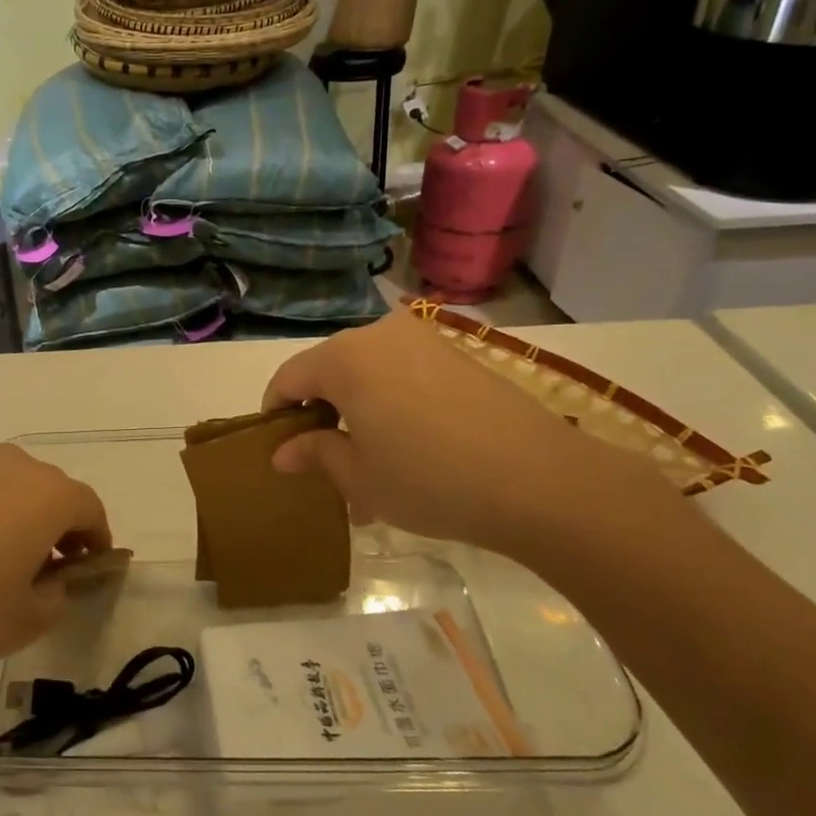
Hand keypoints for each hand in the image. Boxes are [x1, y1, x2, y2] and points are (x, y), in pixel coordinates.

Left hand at [0, 444, 111, 679]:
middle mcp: (9, 467)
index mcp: (45, 495)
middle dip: (56, 529)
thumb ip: (55, 598)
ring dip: (13, 522)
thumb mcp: (22, 621)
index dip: (97, 541)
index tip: (90, 569)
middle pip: (49, 493)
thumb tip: (53, 581)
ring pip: (5, 491)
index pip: (90, 509)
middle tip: (43, 572)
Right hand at [263, 309, 675, 561]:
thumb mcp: (358, 477)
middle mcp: (380, 334)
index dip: (276, 413)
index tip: (277, 448)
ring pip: (370, 374)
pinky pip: (406, 375)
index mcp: (344, 358)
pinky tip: (408, 451)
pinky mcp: (460, 355)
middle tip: (326, 463)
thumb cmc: (428, 479)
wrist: (539, 480)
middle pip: (330, 371)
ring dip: (359, 414)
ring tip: (370, 466)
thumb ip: (314, 453)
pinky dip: (393, 406)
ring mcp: (425, 341)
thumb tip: (283, 451)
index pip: (289, 378)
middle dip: (321, 415)